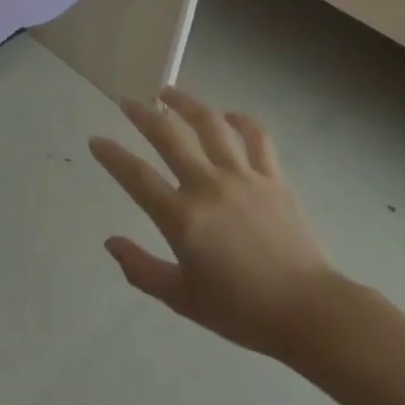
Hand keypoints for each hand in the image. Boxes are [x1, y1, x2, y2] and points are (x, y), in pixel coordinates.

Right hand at [90, 88, 339, 362]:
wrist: (309, 312)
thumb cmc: (242, 311)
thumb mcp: (183, 300)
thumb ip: (141, 269)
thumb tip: (110, 243)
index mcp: (182, 218)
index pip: (136, 176)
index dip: (112, 155)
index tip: (96, 140)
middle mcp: (207, 186)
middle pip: (168, 137)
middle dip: (142, 115)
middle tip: (126, 100)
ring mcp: (242, 176)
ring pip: (209, 125)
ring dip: (186, 103)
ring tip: (168, 91)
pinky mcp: (272, 177)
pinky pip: (256, 137)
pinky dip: (241, 120)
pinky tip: (228, 115)